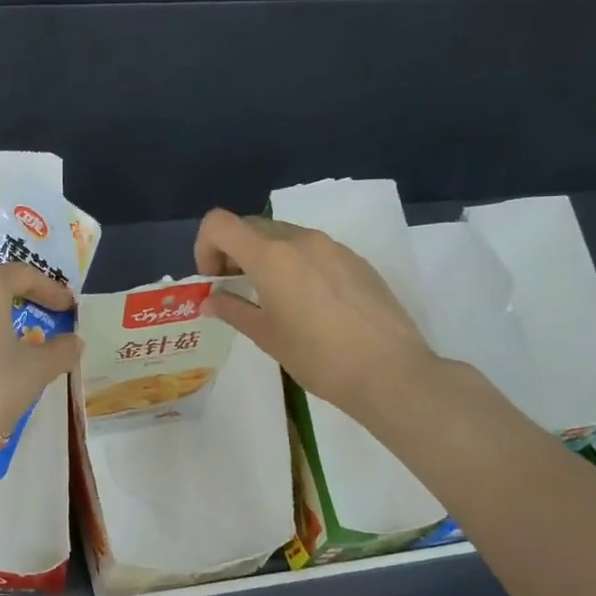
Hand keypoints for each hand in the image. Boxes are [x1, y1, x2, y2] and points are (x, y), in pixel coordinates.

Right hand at [194, 208, 439, 418]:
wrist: (390, 372)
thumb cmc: (318, 357)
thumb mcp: (266, 336)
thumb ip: (233, 310)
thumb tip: (210, 300)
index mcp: (270, 256)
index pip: (219, 224)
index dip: (205, 246)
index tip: (214, 279)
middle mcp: (300, 239)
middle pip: (251, 227)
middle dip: (234, 252)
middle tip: (236, 289)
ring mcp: (333, 247)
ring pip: (284, 236)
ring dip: (266, 257)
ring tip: (274, 298)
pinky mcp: (356, 260)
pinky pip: (314, 250)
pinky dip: (297, 264)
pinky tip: (311, 304)